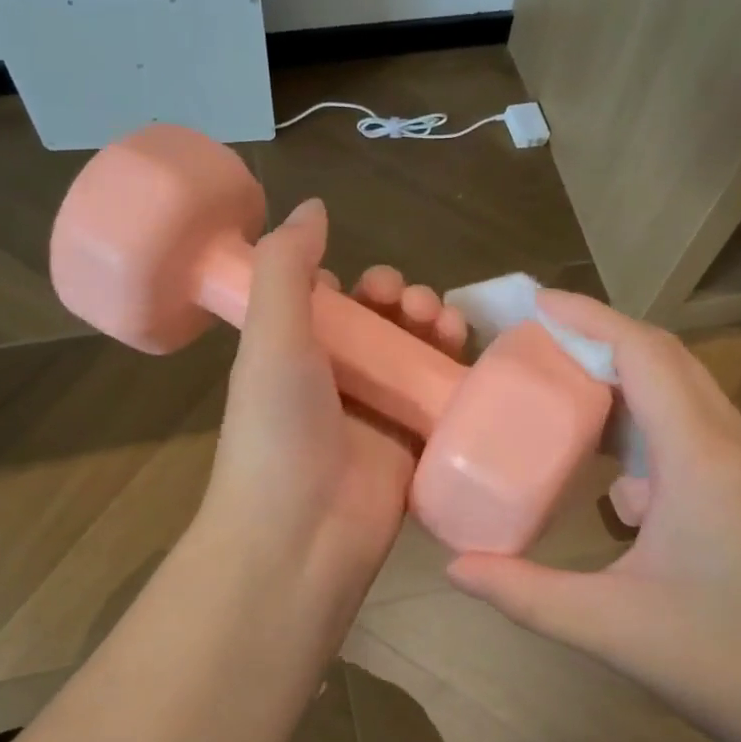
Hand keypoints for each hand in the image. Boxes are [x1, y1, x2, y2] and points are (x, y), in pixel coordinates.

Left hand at [197, 198, 468, 620]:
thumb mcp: (271, 338)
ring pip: (416, 357)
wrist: (300, 536)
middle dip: (406, 304)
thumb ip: (286, 268)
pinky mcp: (414, 447)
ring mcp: (377, 415)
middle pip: (383, 326)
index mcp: (295, 353)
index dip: (357, 286)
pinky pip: (442, 398)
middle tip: (415, 306)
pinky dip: (458, 375)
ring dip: (435, 330)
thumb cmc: (278, 429)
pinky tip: (469, 361)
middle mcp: (337, 380)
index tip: (373, 286)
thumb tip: (313, 205)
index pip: (334, 305)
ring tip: (444, 326)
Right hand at [446, 290, 740, 741]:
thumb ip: (525, 593)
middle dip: (600, 341)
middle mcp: (733, 441)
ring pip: (683, 393)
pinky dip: (647, 427)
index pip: (644, 353)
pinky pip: (694, 430)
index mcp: (701, 456)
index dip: (589, 319)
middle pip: (665, 360)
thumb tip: (456, 569)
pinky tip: (615, 479)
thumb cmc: (730, 663)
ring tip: (564, 396)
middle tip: (536, 346)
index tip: (537, 303)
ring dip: (624, 383)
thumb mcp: (612, 628)